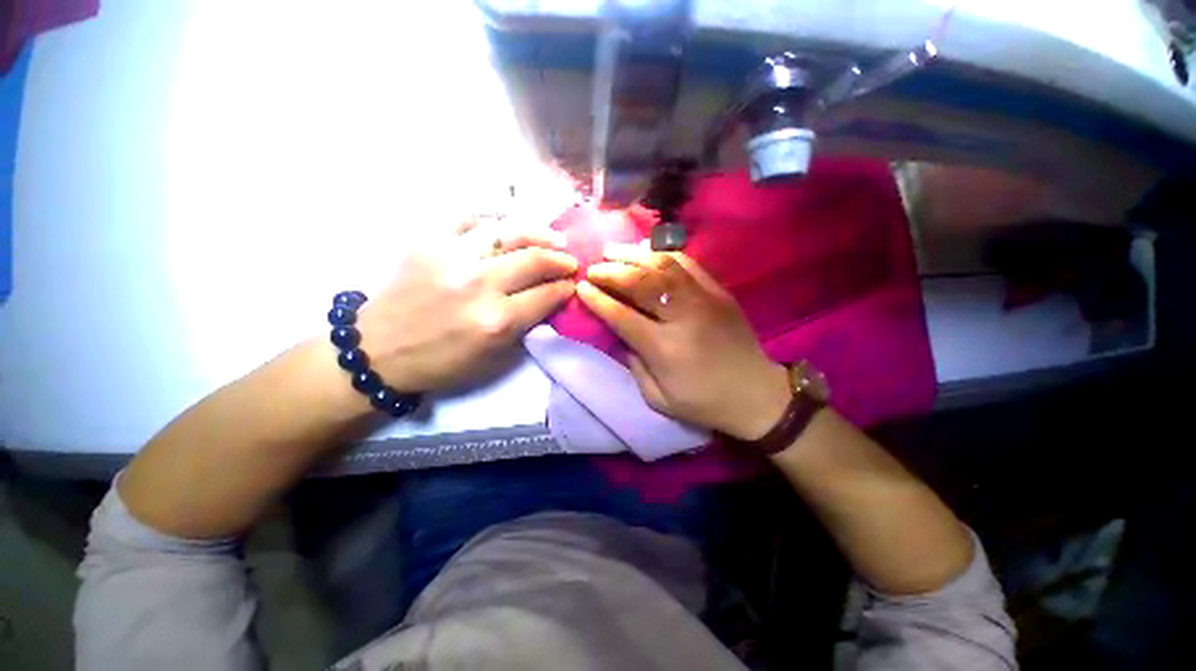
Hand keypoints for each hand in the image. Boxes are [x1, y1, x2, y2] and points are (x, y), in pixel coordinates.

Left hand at [356, 222, 576, 392]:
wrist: (378, 350)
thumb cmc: (440, 362)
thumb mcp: (492, 357)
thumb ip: (524, 325)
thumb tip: (548, 298)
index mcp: (497, 321)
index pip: (547, 295)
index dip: (566, 287)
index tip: (573, 284)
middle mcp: (479, 285)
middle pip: (534, 260)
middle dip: (561, 259)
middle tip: (570, 260)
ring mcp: (452, 258)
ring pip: (508, 232)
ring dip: (538, 233)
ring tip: (551, 237)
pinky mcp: (428, 242)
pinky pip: (468, 217)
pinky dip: (491, 216)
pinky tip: (506, 222)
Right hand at [578, 244, 790, 440]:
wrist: (756, 394)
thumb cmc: (704, 402)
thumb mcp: (659, 399)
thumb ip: (635, 366)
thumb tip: (621, 336)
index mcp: (664, 348)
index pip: (621, 315)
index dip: (598, 299)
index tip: (581, 287)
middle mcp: (682, 317)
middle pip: (640, 283)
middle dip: (611, 272)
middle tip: (593, 267)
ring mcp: (703, 299)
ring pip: (663, 266)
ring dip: (633, 256)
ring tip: (613, 251)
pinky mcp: (719, 292)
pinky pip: (688, 263)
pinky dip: (663, 255)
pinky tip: (646, 252)